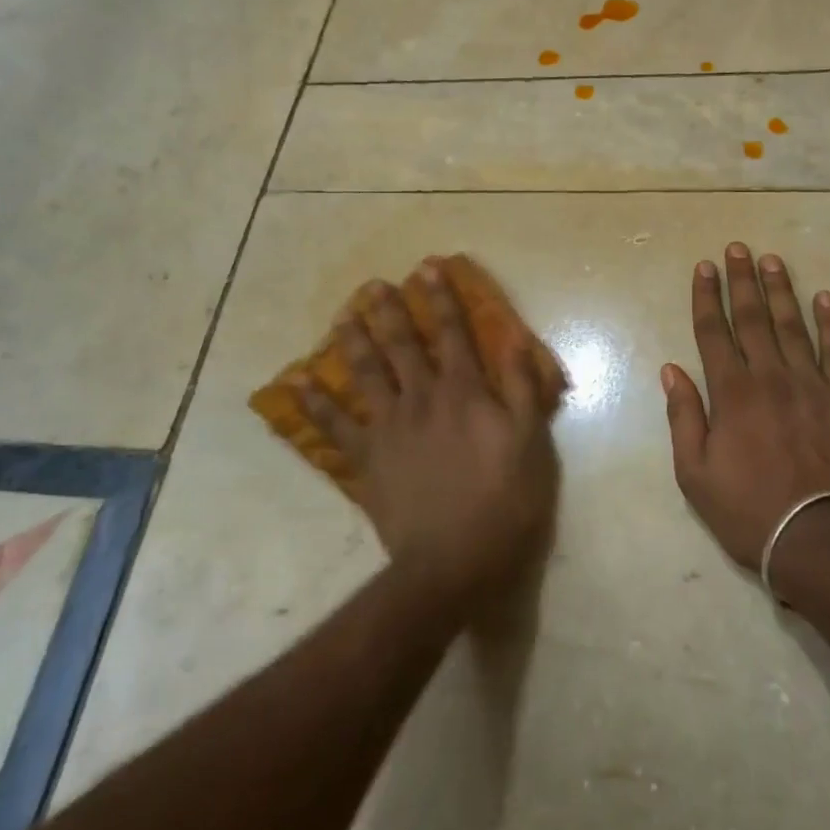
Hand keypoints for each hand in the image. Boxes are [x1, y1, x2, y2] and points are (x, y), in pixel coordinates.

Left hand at [299, 265, 559, 608]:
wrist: (454, 561)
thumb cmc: (504, 501)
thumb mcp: (531, 441)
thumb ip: (521, 387)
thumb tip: (513, 338)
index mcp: (463, 392)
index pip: (452, 333)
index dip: (441, 299)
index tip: (427, 268)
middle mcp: (421, 399)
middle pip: (401, 345)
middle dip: (389, 311)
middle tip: (373, 285)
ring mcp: (388, 428)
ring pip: (365, 374)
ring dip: (353, 342)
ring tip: (342, 316)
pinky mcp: (366, 460)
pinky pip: (335, 426)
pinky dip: (315, 404)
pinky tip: (299, 382)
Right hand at [662, 243, 829, 592]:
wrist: (821, 541)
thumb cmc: (749, 511)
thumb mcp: (695, 474)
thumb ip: (684, 417)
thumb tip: (672, 370)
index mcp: (732, 395)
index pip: (714, 333)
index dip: (706, 297)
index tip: (703, 267)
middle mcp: (771, 378)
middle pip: (752, 319)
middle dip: (741, 281)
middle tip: (737, 248)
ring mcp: (812, 386)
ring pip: (793, 326)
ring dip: (781, 291)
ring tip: (773, 260)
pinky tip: (826, 298)